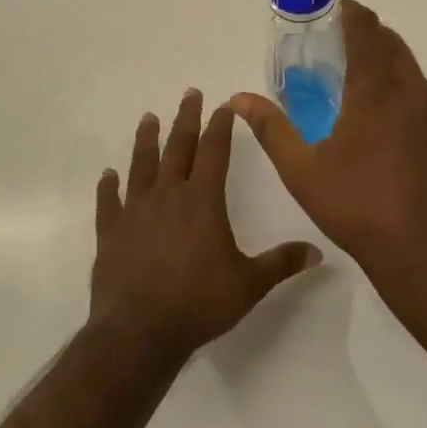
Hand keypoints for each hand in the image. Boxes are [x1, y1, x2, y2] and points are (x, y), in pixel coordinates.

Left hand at [88, 89, 323, 361]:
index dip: (220, 126)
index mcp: (202, 200)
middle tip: (189, 93)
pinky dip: (108, 187)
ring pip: (141, 166)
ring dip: (146, 140)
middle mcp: (168, 196)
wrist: (138, 333)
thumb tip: (319, 252)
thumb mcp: (249, 284)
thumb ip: (282, 263)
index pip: (214, 151)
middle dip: (186, 119)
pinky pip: (108, 203)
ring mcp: (135, 212)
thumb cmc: (198, 304)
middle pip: (178, 147)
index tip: (224, 105)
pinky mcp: (110, 234)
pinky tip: (107, 175)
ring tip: (148, 118)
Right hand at [232, 1, 426, 288]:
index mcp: (377, 87)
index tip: (331, 16)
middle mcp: (415, 89)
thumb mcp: (302, 170)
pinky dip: (410, 107)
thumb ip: (271, 127)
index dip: (349, 13)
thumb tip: (239, 98)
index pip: (366, 27)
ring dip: (389, 75)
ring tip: (364, 102)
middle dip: (367, 40)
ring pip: (413, 76)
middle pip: (392, 45)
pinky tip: (396, 141)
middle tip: (340, 57)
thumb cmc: (358, 207)